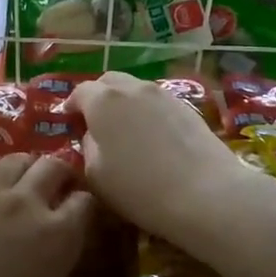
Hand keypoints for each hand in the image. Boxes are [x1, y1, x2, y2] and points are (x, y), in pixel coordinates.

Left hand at [0, 152, 111, 276]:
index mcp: (57, 235)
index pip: (85, 202)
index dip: (84, 206)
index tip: (80, 216)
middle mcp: (26, 202)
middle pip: (53, 167)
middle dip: (59, 175)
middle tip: (53, 191)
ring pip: (14, 159)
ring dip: (23, 167)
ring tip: (18, 183)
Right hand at [70, 72, 259, 253]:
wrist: (206, 193)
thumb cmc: (140, 188)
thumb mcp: (96, 174)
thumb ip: (88, 146)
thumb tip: (94, 135)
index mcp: (103, 100)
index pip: (80, 92)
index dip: (71, 105)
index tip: (69, 121)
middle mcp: (132, 87)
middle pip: (108, 82)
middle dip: (97, 97)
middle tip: (95, 122)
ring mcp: (162, 94)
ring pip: (134, 89)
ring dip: (123, 103)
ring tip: (124, 130)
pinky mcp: (186, 106)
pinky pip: (156, 101)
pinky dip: (146, 111)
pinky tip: (151, 136)